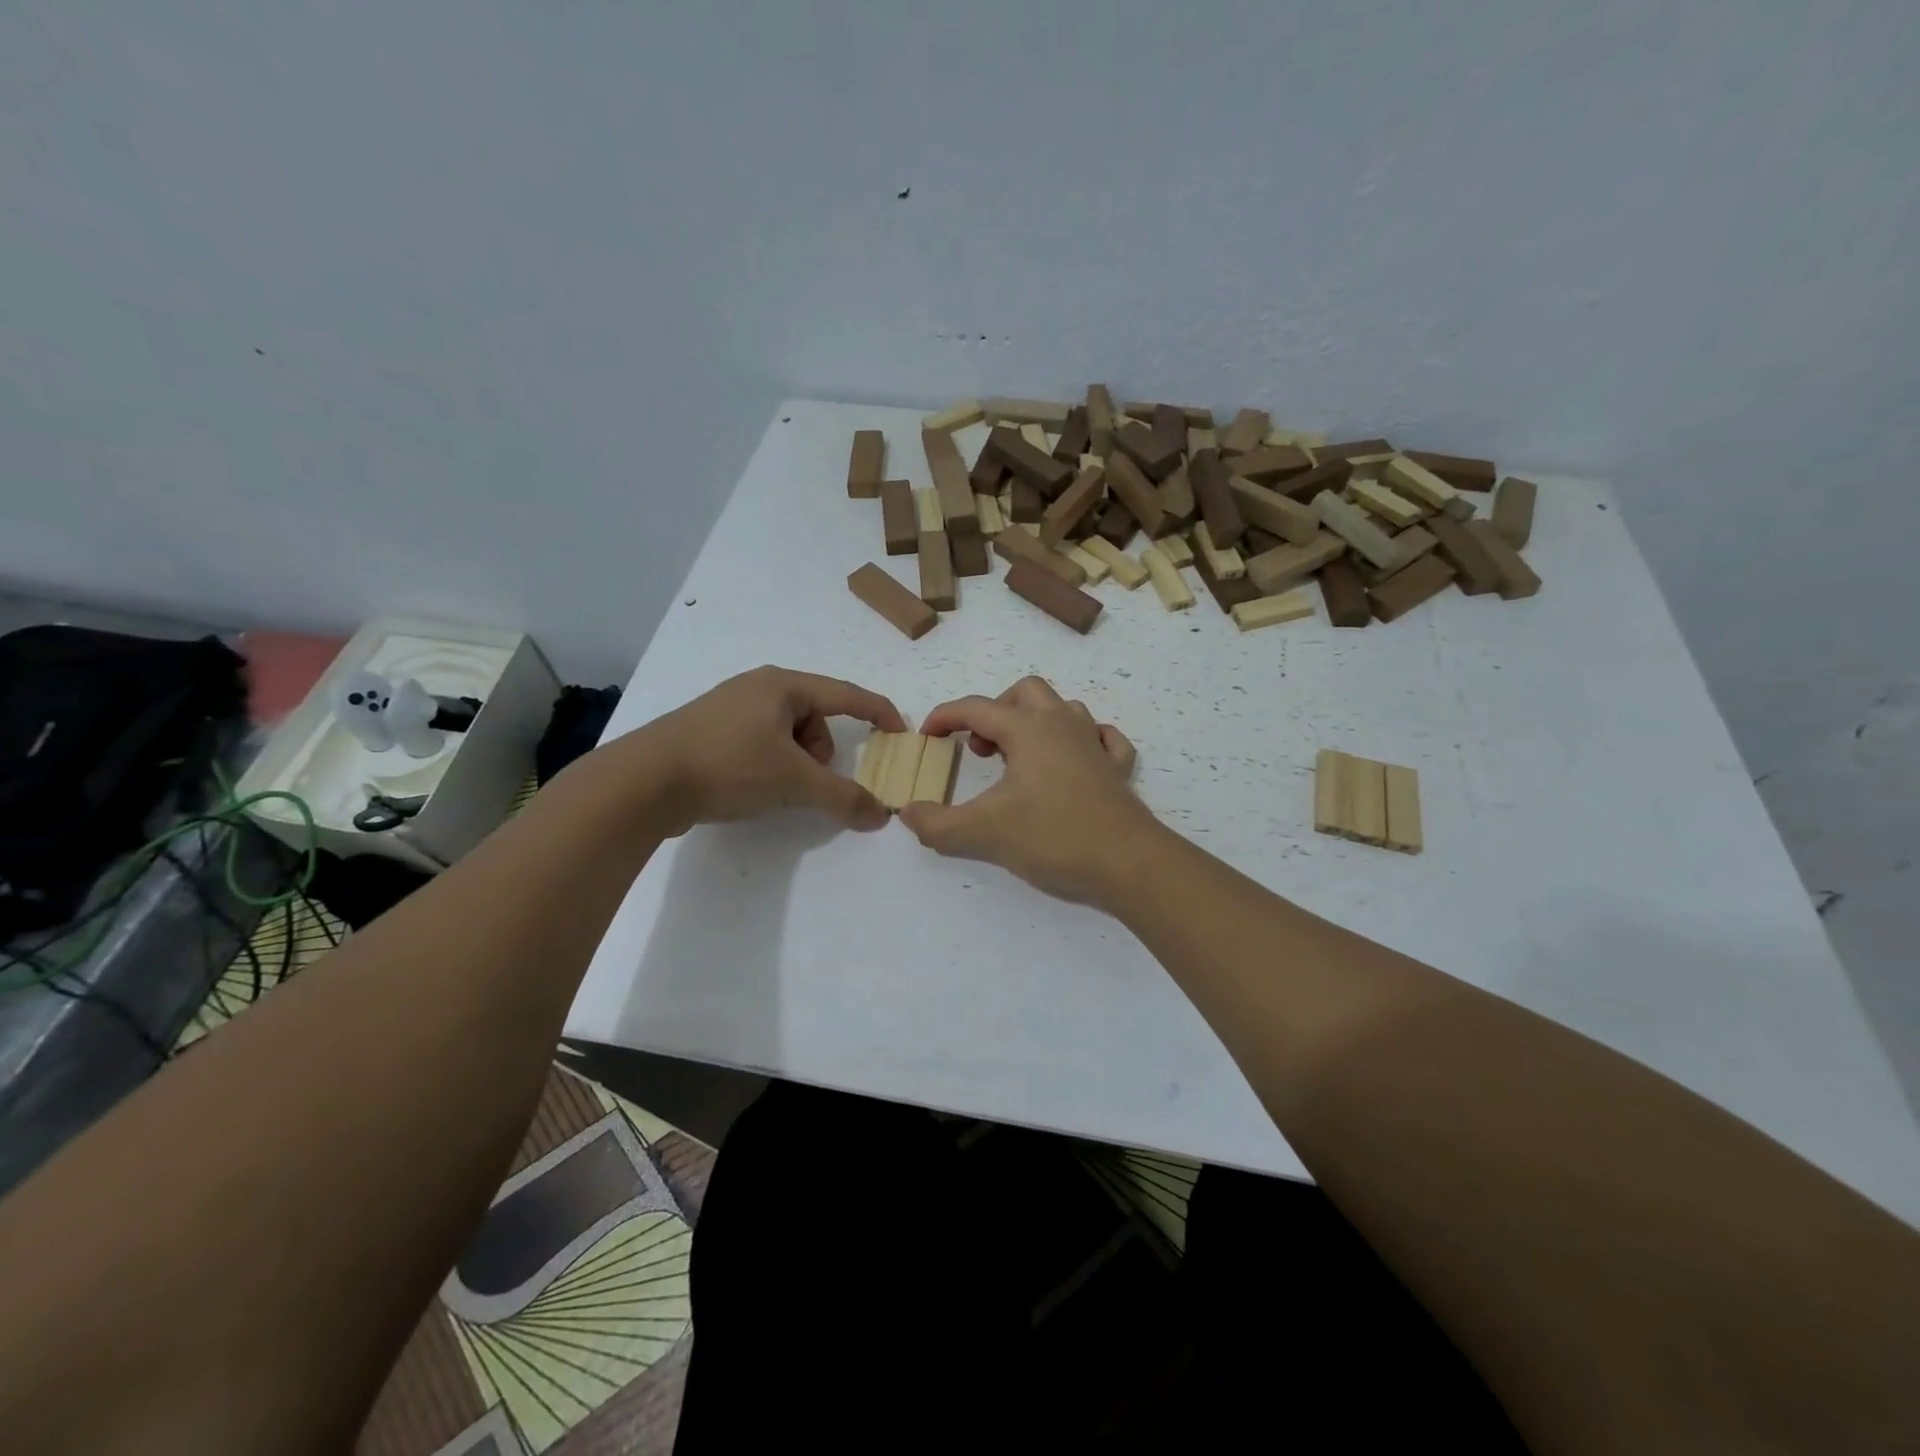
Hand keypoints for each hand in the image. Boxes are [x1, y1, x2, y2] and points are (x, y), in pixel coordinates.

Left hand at [620, 667, 905, 835]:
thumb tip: (882, 815)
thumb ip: (843, 797)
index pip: (846, 694)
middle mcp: (757, 687)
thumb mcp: (793, 782)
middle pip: (815, 716)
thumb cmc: (728, 766)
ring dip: (797, 761)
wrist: (642, 782)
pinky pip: (760, 742)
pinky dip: (770, 763)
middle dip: (824, 751)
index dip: (878, 712)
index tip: (901, 732)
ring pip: (787, 732)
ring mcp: (728, 707)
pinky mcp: (708, 731)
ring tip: (776, 787)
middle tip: (811, 780)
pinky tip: (751, 786)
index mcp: (782, 686)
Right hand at [897, 676, 1153, 904]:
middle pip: (1025, 693)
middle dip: (995, 711)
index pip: (976, 708)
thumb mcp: (984, 833)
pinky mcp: (1117, 770)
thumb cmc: (1054, 837)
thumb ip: (938, 824)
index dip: (945, 717)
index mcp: (1028, 729)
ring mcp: (1095, 745)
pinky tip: (1073, 762)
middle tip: (981, 748)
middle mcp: (1063, 725)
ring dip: (1035, 722)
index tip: (927, 737)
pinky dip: (1081, 741)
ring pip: (1063, 709)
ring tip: (1018, 758)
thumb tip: (908, 813)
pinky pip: (1102, 738)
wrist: (1128, 864)